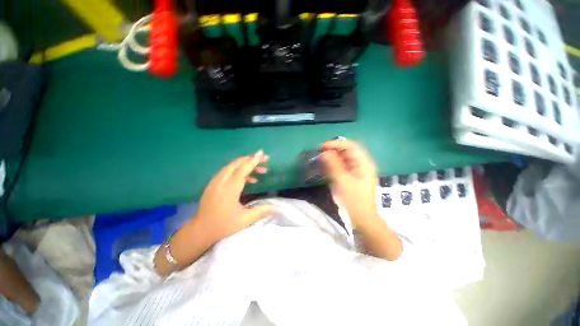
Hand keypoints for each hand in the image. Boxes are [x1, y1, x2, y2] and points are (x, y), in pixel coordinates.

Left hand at [196, 150, 277, 241]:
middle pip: (237, 164)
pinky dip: (238, 171)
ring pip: (231, 166)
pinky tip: (248, 179)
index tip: (262, 153)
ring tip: (260, 171)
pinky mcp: (213, 184)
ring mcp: (215, 182)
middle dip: (251, 160)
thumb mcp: (245, 219)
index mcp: (229, 189)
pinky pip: (227, 171)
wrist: (200, 230)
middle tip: (265, 160)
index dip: (253, 161)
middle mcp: (221, 182)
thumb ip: (262, 210)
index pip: (243, 170)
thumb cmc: (224, 225)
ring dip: (246, 165)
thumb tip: (279, 208)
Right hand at [320, 140, 378, 227]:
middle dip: (333, 150)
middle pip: (347, 151)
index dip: (336, 144)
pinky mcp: (351, 178)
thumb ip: (333, 165)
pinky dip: (333, 165)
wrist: (360, 219)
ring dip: (332, 158)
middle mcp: (361, 165)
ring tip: (320, 160)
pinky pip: (342, 167)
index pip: (350, 146)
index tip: (322, 147)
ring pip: (343, 159)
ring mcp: (357, 172)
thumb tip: (324, 152)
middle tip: (319, 153)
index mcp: (363, 163)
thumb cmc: (353, 200)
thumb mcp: (342, 181)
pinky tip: (325, 168)